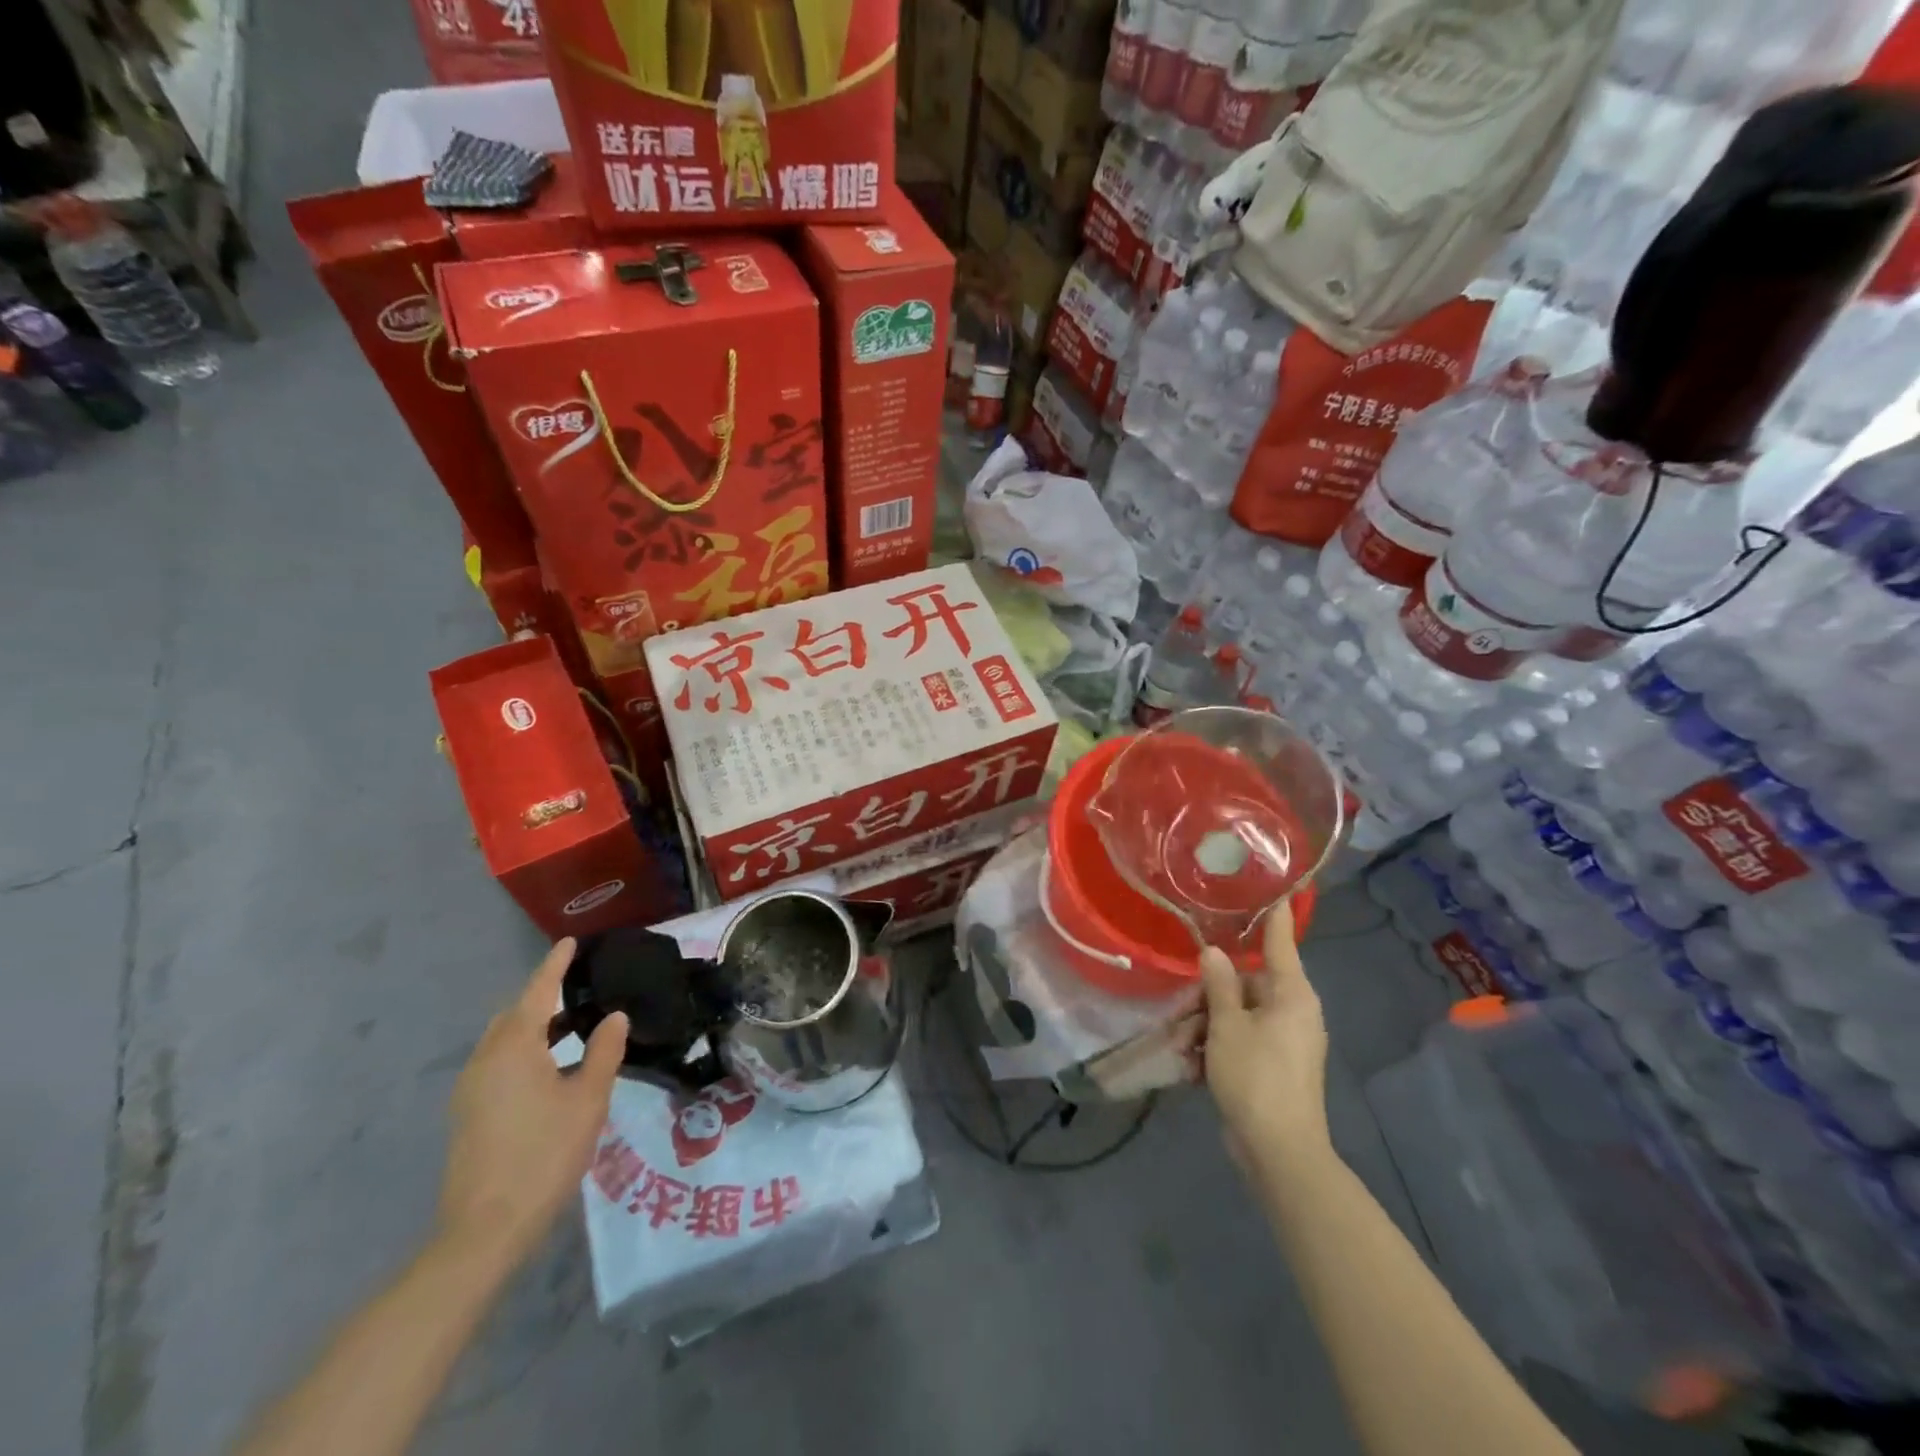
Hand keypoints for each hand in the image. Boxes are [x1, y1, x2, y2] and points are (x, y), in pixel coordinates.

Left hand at [437, 939, 627, 1268]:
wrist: (485, 1229)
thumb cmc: (545, 1154)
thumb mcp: (588, 1099)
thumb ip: (604, 1051)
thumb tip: (614, 1016)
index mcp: (515, 1047)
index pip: (538, 992)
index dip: (555, 965)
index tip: (569, 942)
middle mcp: (485, 1059)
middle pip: (515, 1014)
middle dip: (544, 996)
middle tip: (580, 989)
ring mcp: (470, 1088)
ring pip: (503, 1040)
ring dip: (534, 1026)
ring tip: (572, 1028)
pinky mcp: (467, 1113)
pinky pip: (497, 1062)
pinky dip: (523, 1050)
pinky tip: (548, 1069)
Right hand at [1197, 903, 1329, 1167]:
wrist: (1279, 1152)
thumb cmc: (1256, 1077)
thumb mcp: (1227, 1025)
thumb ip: (1219, 984)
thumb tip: (1213, 951)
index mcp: (1292, 993)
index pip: (1280, 940)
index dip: (1270, 913)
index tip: (1265, 885)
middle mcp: (1294, 1010)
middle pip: (1248, 982)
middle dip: (1211, 992)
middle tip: (1182, 1004)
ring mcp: (1286, 1040)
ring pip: (1239, 1013)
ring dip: (1208, 1024)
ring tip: (1183, 1045)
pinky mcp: (1274, 1064)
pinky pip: (1242, 1039)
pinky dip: (1218, 1046)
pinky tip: (1192, 1064)